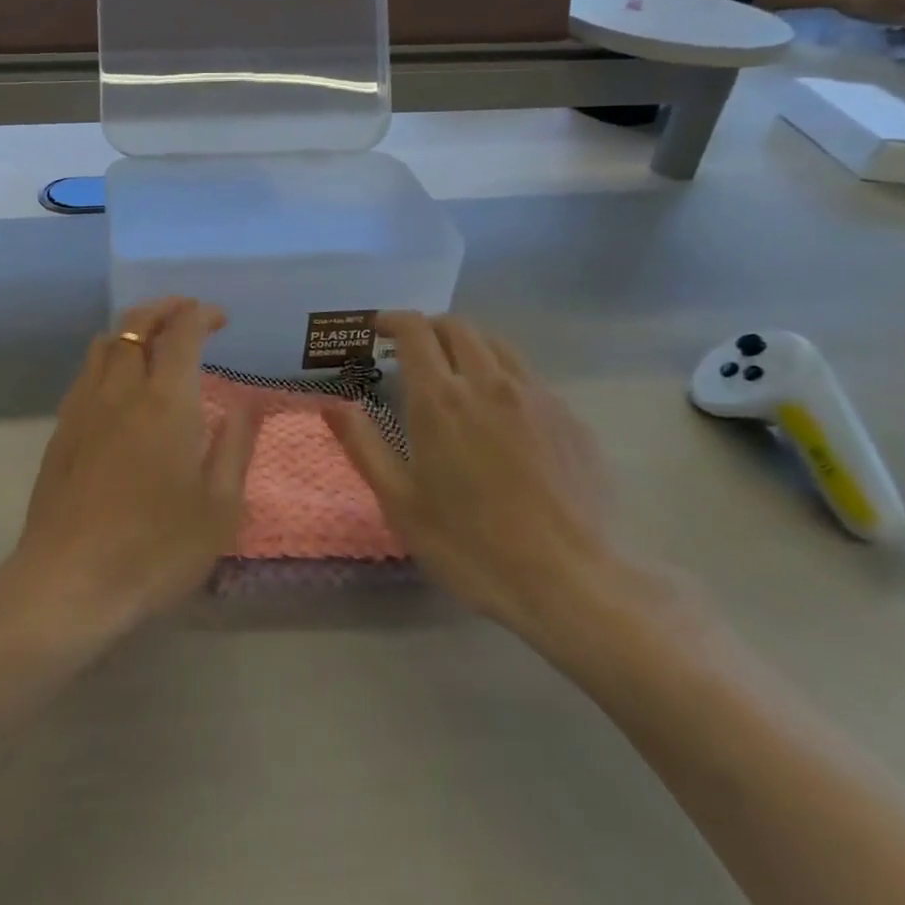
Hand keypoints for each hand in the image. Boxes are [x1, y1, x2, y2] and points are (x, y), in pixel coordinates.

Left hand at [7, 298, 257, 637]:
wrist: (69, 581)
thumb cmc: (156, 548)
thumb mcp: (219, 507)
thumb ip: (235, 447)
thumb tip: (248, 404)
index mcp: (165, 402)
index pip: (181, 333)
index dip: (201, 314)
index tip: (220, 318)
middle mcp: (121, 390)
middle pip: (135, 323)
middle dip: (164, 307)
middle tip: (188, 311)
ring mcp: (84, 406)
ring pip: (105, 342)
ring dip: (133, 327)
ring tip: (155, 339)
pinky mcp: (62, 428)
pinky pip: (87, 371)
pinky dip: (110, 355)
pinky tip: (120, 383)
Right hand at [321, 313, 619, 644]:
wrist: (572, 584)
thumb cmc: (471, 546)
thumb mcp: (400, 502)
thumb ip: (363, 445)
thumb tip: (333, 404)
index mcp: (441, 399)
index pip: (416, 331)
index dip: (394, 321)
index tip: (379, 329)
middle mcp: (489, 383)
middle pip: (459, 327)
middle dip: (430, 328)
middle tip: (413, 350)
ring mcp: (536, 398)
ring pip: (498, 345)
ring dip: (469, 344)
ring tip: (456, 371)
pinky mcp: (570, 420)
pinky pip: (529, 377)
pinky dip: (503, 375)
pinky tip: (501, 412)